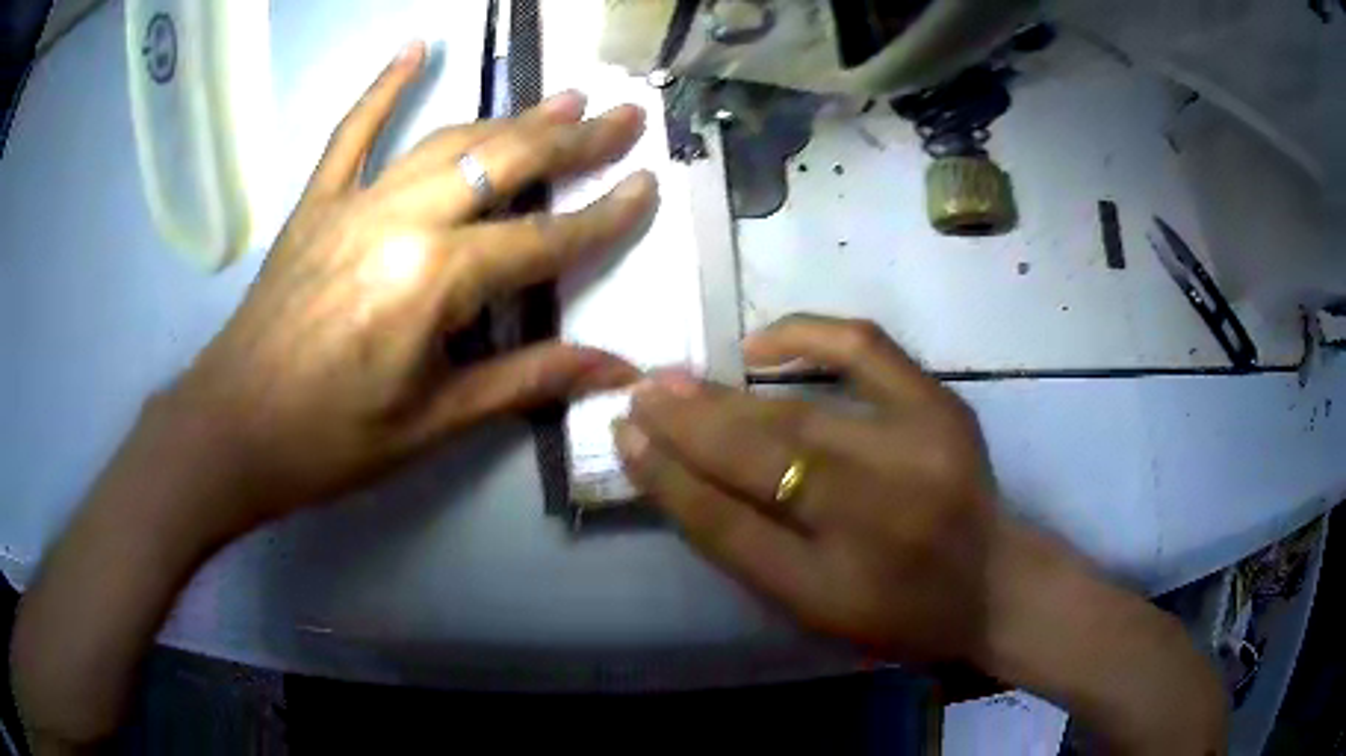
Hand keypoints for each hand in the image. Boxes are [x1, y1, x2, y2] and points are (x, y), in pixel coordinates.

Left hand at [163, 42, 657, 529]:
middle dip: (573, 138)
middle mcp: (402, 220)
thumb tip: (616, 370)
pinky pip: (351, 132)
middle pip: (503, 163)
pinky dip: (382, 87)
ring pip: (446, 140)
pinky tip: (414, 48)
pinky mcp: (316, 203)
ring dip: (509, 114)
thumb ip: (527, 382)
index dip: (604, 215)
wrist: (232, 430)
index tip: (649, 185)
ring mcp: (354, 202)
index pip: (543, 239)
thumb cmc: (332, 441)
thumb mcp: (435, 423)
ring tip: (562, 95)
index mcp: (434, 280)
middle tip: (624, 113)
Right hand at [615, 315, 1228, 752]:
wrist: (995, 585)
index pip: (729, 528)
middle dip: (688, 424)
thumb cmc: (900, 614)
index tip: (626, 439)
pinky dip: (808, 336)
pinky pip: (867, 350)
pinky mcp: (941, 409)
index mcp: (837, 588)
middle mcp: (877, 517)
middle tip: (639, 395)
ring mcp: (917, 451)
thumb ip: (749, 551)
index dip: (669, 480)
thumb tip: (683, 478)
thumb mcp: (816, 611)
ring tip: (676, 379)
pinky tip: (760, 343)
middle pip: (761, 460)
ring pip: (798, 414)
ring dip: (727, 395)